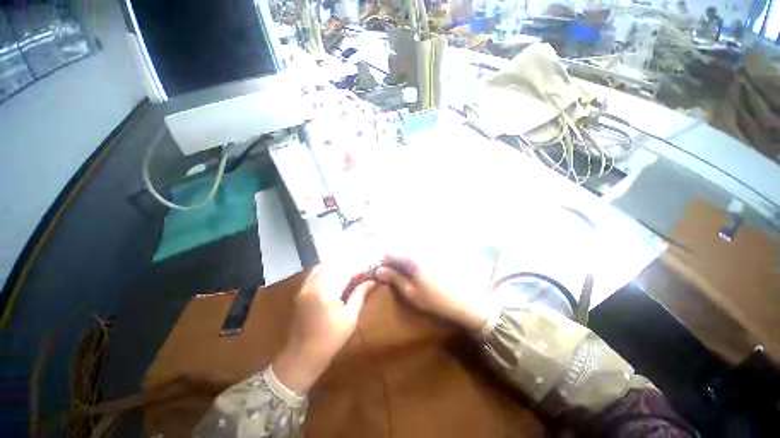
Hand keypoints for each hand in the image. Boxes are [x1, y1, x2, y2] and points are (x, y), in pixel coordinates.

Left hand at [273, 266, 373, 393]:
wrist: (302, 356)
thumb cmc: (330, 339)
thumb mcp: (350, 317)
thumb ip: (360, 295)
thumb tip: (371, 282)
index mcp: (325, 292)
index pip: (344, 272)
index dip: (358, 270)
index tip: (368, 272)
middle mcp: (312, 285)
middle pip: (333, 266)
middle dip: (348, 268)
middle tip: (360, 274)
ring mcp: (304, 287)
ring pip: (323, 267)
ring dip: (337, 269)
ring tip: (349, 276)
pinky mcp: (301, 291)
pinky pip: (314, 274)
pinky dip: (326, 272)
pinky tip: (335, 280)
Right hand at [375, 255, 490, 331]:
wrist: (463, 301)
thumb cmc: (434, 299)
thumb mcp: (410, 292)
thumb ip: (394, 279)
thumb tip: (379, 270)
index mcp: (411, 259)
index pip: (391, 254)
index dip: (384, 262)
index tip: (383, 272)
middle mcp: (419, 251)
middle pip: (400, 251)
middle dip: (394, 261)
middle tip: (393, 275)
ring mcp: (429, 252)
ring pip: (410, 252)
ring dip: (404, 261)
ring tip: (405, 274)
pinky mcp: (436, 255)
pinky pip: (419, 254)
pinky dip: (414, 261)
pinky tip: (418, 272)